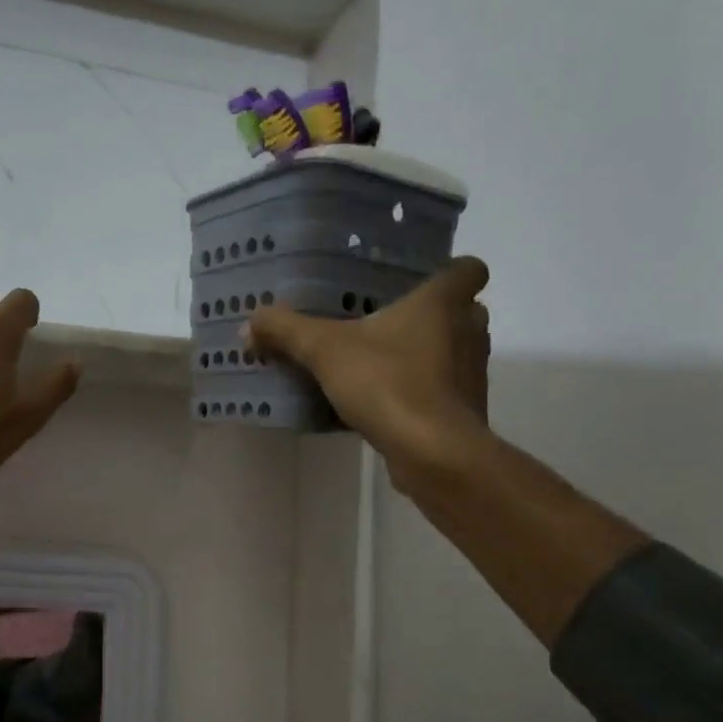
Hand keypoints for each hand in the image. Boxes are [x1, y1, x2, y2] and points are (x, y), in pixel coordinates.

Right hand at [245, 257, 491, 480]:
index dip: (451, 270)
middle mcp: (468, 331)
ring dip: (425, 355)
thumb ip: (287, 331)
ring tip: (380, 363)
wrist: (433, 453)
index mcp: (444, 302)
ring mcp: (471, 374)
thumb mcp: (324, 351)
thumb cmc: (388, 383)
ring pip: (453, 352)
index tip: (420, 279)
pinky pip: (441, 391)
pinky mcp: (464, 412)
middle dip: (431, 315)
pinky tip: (383, 403)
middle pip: (462, 310)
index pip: (470, 268)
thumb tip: (250, 323)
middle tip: (388, 321)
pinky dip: (420, 393)